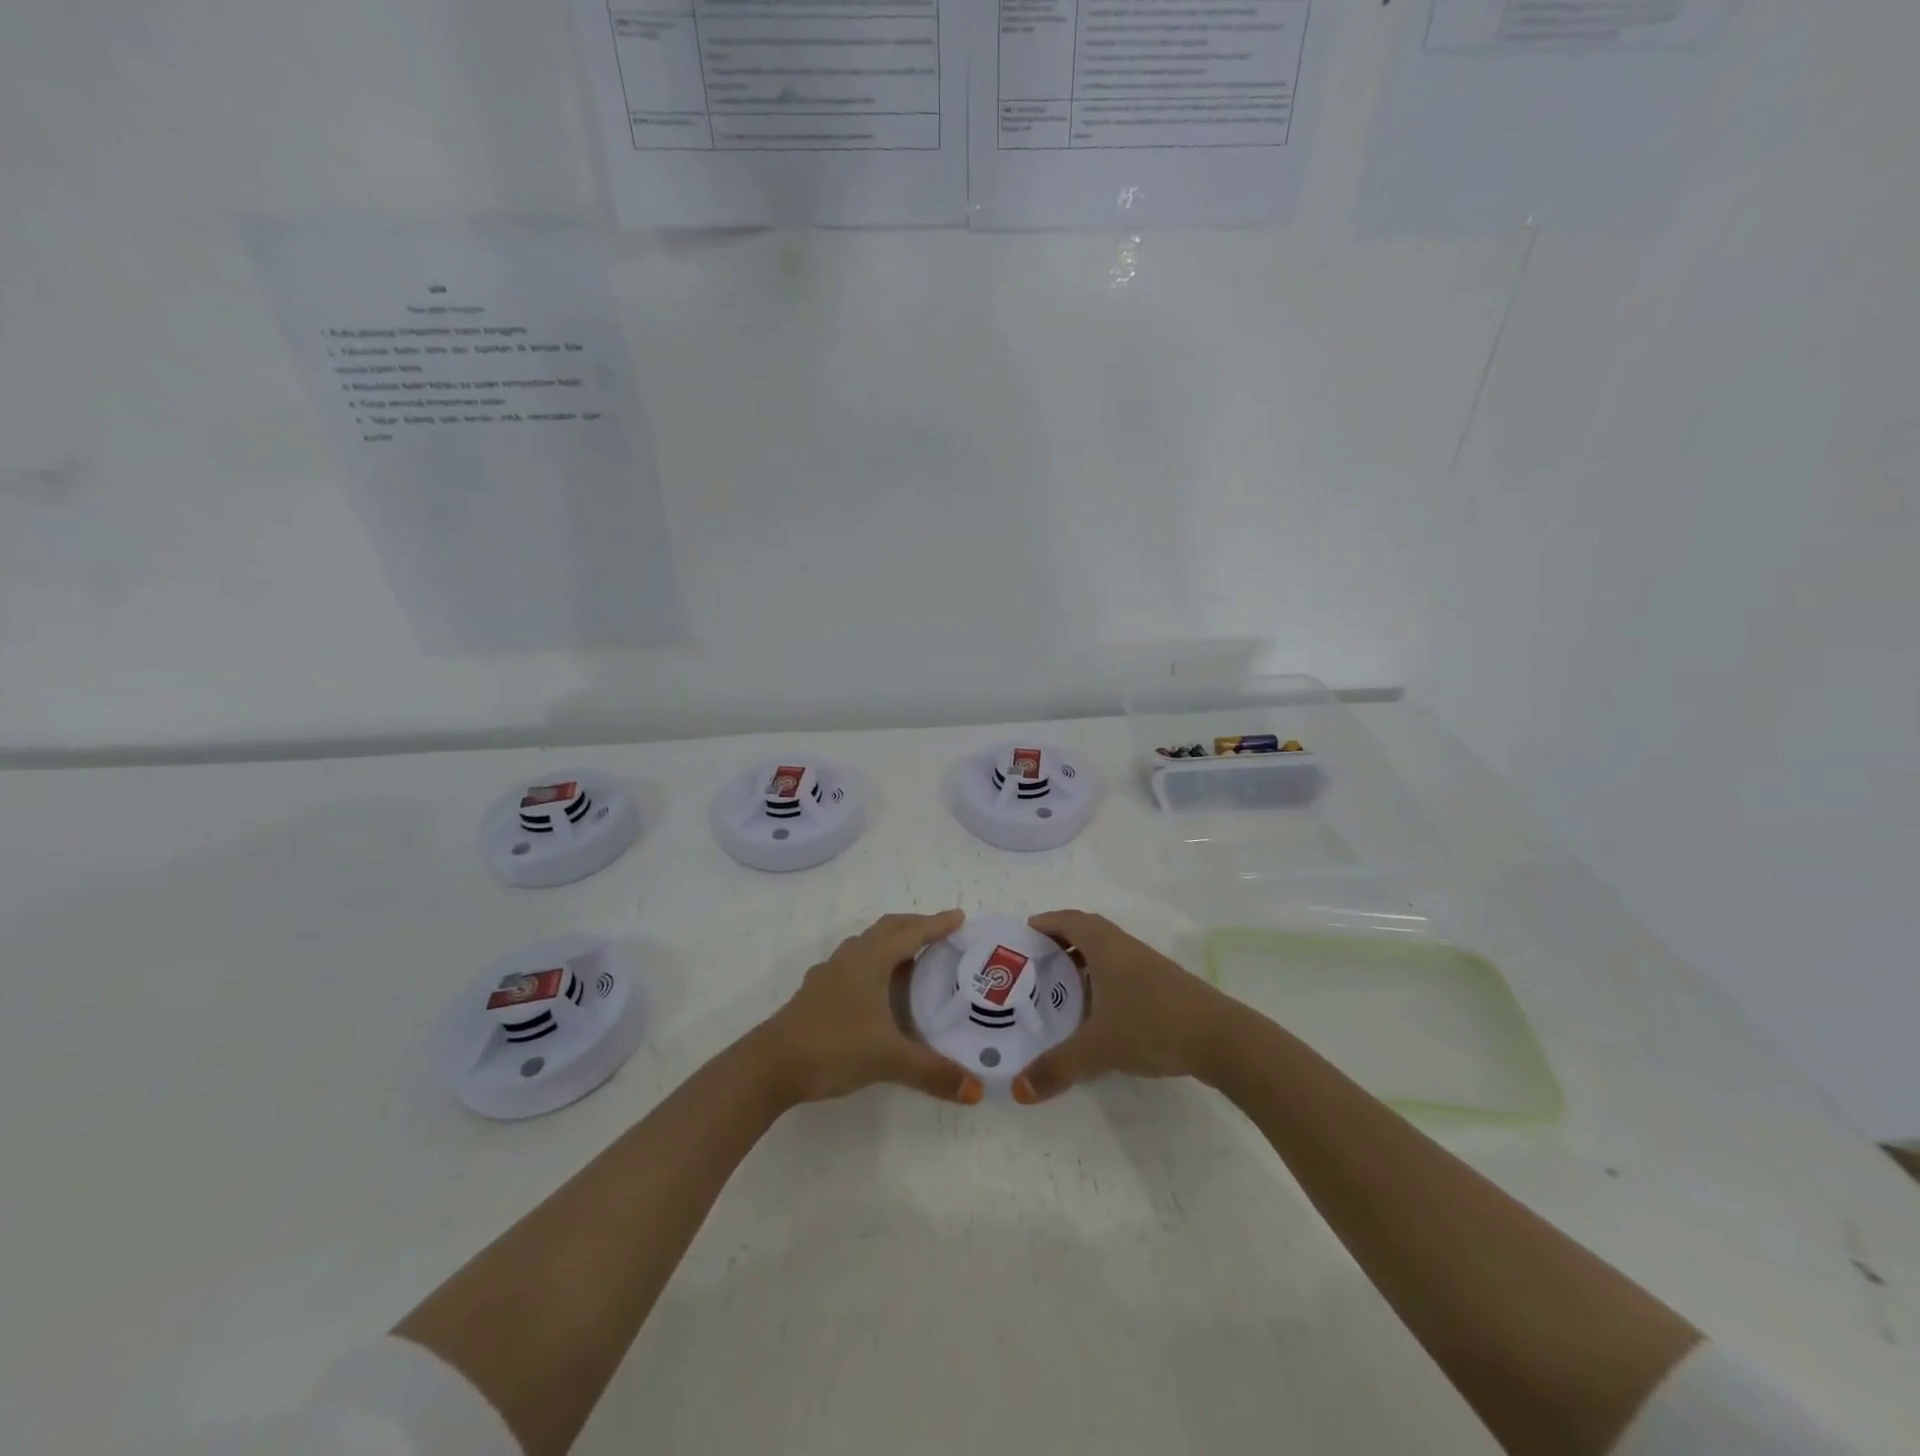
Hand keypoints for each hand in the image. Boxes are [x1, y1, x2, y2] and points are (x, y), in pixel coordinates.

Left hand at [756, 910, 982, 1107]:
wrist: (770, 1066)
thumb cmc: (833, 1046)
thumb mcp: (888, 1059)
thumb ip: (932, 1072)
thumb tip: (975, 1090)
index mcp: (870, 960)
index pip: (911, 933)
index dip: (937, 924)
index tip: (960, 917)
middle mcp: (850, 957)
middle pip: (887, 929)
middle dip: (915, 926)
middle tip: (941, 934)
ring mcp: (829, 974)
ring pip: (867, 945)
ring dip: (892, 944)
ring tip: (913, 960)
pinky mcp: (816, 993)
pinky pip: (853, 964)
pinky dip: (873, 965)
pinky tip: (876, 991)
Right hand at [1013, 910, 1229, 1103]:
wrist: (1221, 1038)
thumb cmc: (1152, 1025)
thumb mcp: (1099, 1048)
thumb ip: (1057, 1067)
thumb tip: (1019, 1090)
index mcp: (1106, 947)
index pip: (1070, 921)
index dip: (1047, 922)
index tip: (1026, 932)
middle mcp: (1126, 948)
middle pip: (1089, 931)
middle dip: (1062, 940)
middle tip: (1038, 961)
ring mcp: (1149, 965)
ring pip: (1109, 951)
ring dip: (1084, 960)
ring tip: (1062, 987)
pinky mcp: (1165, 985)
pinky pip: (1124, 969)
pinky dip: (1104, 978)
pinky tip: (1100, 1009)